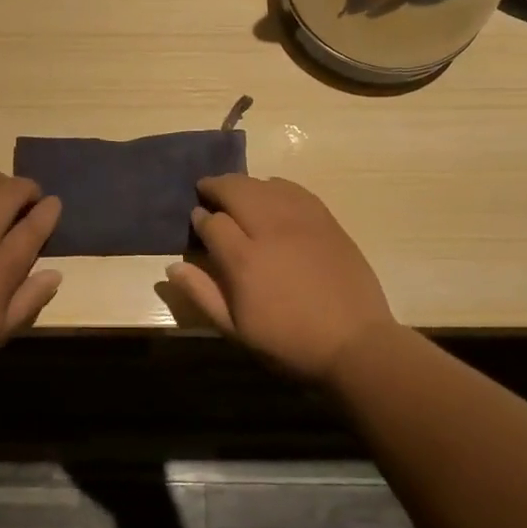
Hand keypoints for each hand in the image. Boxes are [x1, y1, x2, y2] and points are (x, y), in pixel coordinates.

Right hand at [166, 175, 395, 384]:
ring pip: (264, 185)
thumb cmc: (288, 342)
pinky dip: (276, 186)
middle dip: (216, 187)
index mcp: (243, 260)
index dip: (199, 218)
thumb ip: (202, 294)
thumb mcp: (236, 329)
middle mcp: (269, 230)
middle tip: (206, 191)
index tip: (197, 221)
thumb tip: (172, 266)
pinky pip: (295, 190)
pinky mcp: (326, 220)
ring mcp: (301, 221)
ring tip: (236, 191)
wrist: (354, 344)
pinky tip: (271, 193)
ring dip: (244, 184)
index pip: (211, 222)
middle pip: (236, 190)